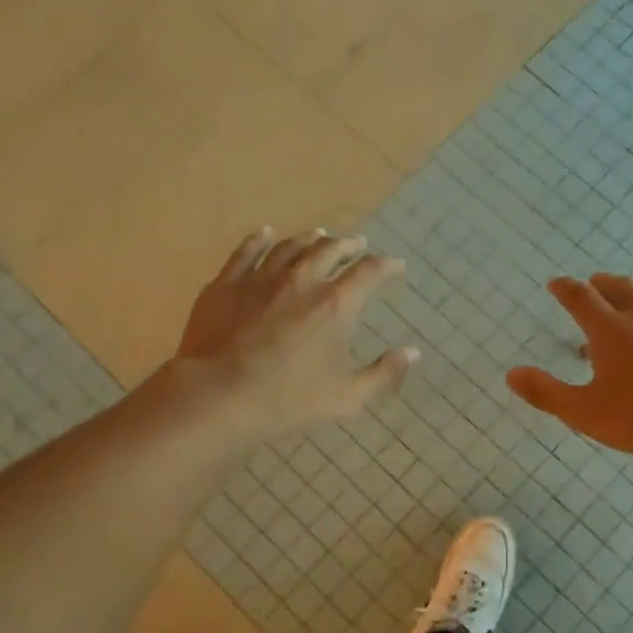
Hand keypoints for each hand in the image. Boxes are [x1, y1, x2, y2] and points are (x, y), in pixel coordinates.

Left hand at [174, 227, 417, 436]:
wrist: (220, 393)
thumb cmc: (289, 399)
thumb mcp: (347, 396)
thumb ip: (383, 374)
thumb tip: (412, 353)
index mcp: (336, 304)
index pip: (369, 272)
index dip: (387, 266)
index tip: (396, 265)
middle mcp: (302, 279)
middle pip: (330, 250)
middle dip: (349, 245)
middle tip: (357, 244)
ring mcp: (261, 277)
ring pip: (291, 246)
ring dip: (309, 239)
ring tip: (319, 236)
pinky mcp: (227, 282)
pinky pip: (247, 251)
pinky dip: (260, 239)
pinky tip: (266, 233)